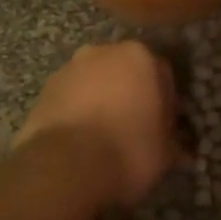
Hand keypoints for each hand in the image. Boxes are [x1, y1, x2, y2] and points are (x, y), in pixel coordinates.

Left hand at [15, 41, 178, 208]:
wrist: (65, 166)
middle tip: (135, 130)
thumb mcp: (165, 152)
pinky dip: (77, 113)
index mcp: (139, 56)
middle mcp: (102, 52)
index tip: (163, 128)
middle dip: (130, 95)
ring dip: (101, 102)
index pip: (162, 74)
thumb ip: (171, 142)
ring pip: (94, 83)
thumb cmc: (128, 150)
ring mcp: (68, 70)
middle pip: (124, 72)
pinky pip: (70, 100)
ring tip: (104, 138)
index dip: (165, 102)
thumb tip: (177, 149)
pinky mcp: (43, 92)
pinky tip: (81, 142)